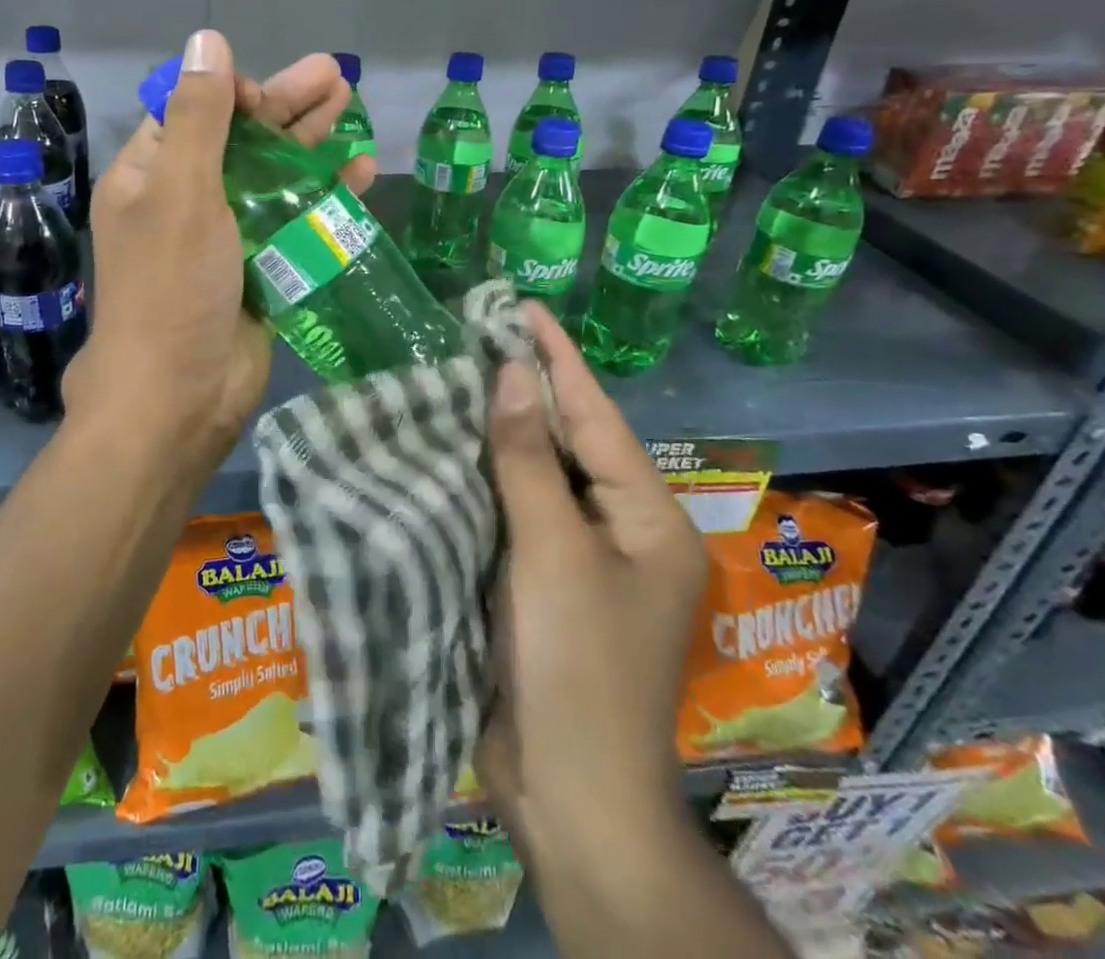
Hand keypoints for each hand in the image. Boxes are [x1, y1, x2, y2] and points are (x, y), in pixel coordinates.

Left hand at [63, 30, 375, 476]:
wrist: (179, 395)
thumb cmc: (170, 287)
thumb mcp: (181, 192)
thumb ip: (200, 117)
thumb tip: (206, 39)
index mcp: (150, 176)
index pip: (191, 113)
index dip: (231, 93)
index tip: (265, 95)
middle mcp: (185, 200)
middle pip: (241, 139)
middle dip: (287, 106)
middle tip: (338, 74)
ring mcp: (225, 236)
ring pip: (273, 176)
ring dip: (310, 143)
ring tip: (351, 105)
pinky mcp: (259, 268)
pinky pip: (294, 221)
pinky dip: (324, 196)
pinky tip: (360, 172)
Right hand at [475, 301, 706, 859]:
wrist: (570, 797)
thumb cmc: (575, 665)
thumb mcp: (551, 551)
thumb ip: (530, 459)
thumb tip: (513, 373)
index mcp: (648, 517)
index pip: (597, 416)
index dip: (558, 358)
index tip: (523, 306)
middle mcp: (623, 529)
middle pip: (572, 441)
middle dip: (530, 387)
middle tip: (482, 332)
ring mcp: (583, 558)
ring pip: (541, 474)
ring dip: (505, 429)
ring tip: (463, 372)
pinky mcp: (546, 582)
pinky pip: (519, 510)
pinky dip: (491, 476)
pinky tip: (457, 444)